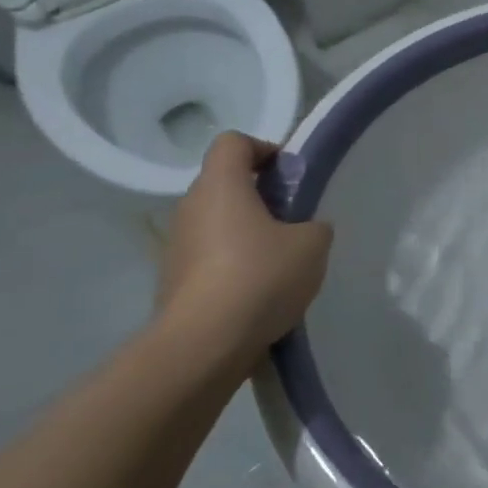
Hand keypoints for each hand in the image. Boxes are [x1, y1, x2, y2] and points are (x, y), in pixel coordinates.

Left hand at [156, 132, 332, 370]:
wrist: (203, 345)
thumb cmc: (259, 277)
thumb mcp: (312, 246)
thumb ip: (315, 227)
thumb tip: (305, 230)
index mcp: (221, 185)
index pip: (233, 142)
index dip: (263, 149)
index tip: (289, 175)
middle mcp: (191, 207)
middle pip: (224, 184)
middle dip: (259, 196)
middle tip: (292, 221)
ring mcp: (176, 246)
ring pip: (216, 224)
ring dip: (246, 234)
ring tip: (279, 264)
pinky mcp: (172, 282)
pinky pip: (208, 259)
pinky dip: (232, 266)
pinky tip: (258, 295)